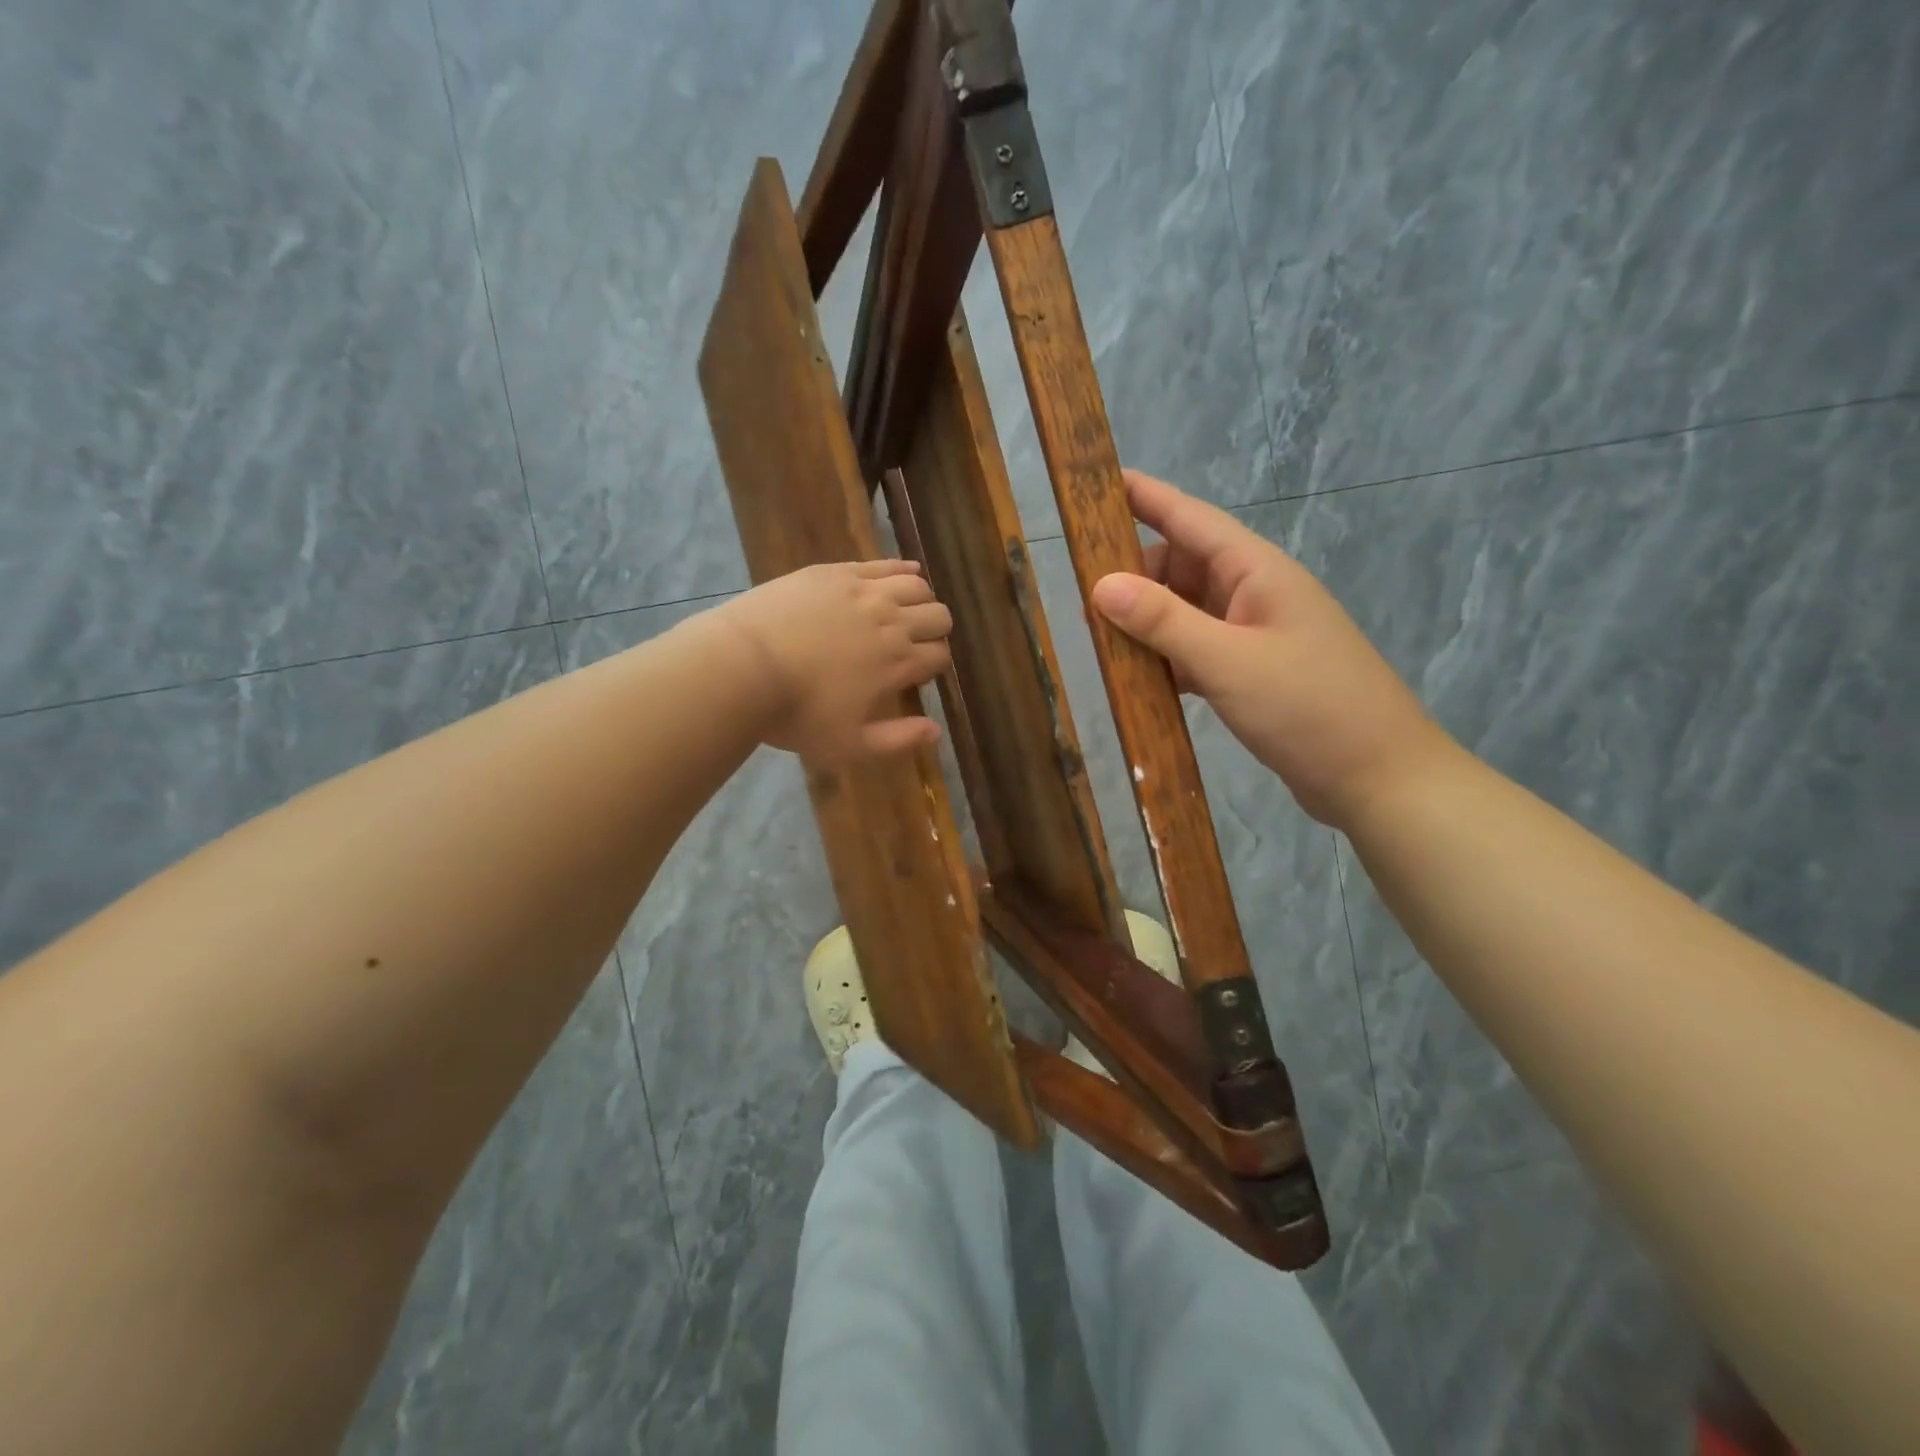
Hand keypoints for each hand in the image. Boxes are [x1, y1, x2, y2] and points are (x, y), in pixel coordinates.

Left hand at [718, 560, 952, 765]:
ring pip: (917, 586)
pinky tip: (903, 574)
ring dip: (921, 600)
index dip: (935, 665)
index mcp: (898, 663)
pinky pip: (882, 563)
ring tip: (906, 612)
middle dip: (935, 631)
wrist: (741, 666)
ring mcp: (864, 591)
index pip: (940, 655)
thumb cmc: (795, 713)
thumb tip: (936, 731)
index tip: (918, 675)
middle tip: (915, 644)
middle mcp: (892, 621)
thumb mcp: (849, 745)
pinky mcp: (836, 572)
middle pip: (938, 616)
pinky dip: (900, 568)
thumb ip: (897, 739)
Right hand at [1089, 470, 1451, 826]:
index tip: (1096, 482)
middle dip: (1134, 578)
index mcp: (1257, 571)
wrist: (1379, 778)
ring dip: (1148, 622)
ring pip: (1187, 611)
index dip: (1144, 497)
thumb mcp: (1228, 661)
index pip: (1190, 518)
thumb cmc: (1310, 708)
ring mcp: (1256, 633)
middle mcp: (1255, 592)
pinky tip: (1140, 679)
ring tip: (1101, 643)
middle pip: (1182, 566)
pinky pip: (1198, 649)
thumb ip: (1163, 621)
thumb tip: (1100, 584)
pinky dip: (1168, 658)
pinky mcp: (1254, 671)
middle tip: (1085, 605)